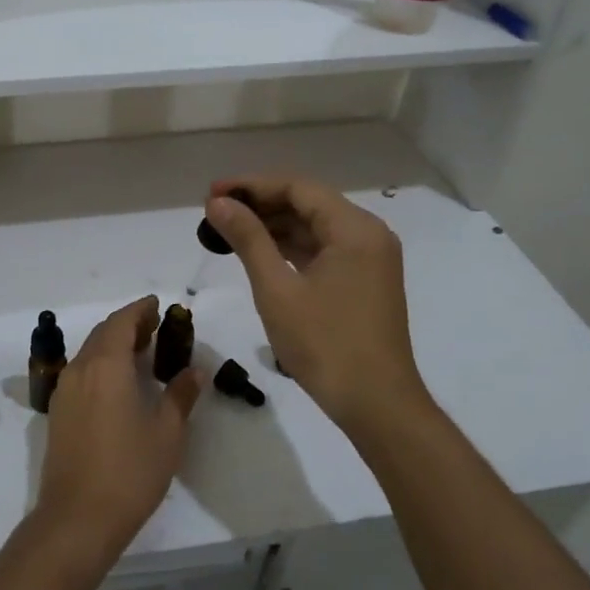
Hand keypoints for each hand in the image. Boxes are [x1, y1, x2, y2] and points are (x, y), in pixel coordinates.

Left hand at [33, 296, 201, 569]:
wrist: (77, 518)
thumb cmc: (130, 471)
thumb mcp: (167, 433)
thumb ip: (180, 396)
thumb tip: (193, 371)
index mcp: (106, 366)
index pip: (122, 322)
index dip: (140, 310)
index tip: (158, 304)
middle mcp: (80, 369)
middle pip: (103, 333)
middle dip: (128, 324)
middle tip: (154, 326)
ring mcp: (65, 392)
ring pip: (89, 352)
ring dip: (113, 344)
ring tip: (140, 350)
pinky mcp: (59, 413)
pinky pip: (81, 372)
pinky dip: (101, 363)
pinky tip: (118, 381)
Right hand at [204, 176, 431, 437]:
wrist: (376, 404)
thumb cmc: (325, 345)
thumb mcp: (277, 289)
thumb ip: (248, 239)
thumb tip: (218, 203)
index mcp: (354, 229)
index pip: (298, 188)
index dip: (252, 185)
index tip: (212, 193)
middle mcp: (368, 234)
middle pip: (308, 203)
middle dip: (261, 204)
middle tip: (215, 211)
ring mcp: (369, 258)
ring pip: (315, 226)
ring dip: (274, 225)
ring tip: (228, 230)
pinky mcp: (364, 280)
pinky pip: (324, 249)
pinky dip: (291, 247)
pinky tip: (259, 252)